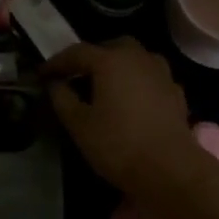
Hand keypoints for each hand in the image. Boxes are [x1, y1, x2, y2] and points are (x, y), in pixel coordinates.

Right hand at [45, 39, 202, 202]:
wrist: (172, 171)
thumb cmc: (118, 144)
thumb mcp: (78, 124)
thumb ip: (62, 97)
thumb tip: (55, 83)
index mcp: (110, 60)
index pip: (76, 52)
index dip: (57, 62)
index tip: (42, 75)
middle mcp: (137, 58)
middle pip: (111, 47)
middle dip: (92, 57)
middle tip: (77, 75)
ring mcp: (161, 74)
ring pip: (135, 58)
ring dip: (118, 66)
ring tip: (106, 85)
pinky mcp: (176, 93)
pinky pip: (151, 77)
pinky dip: (138, 82)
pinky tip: (132, 100)